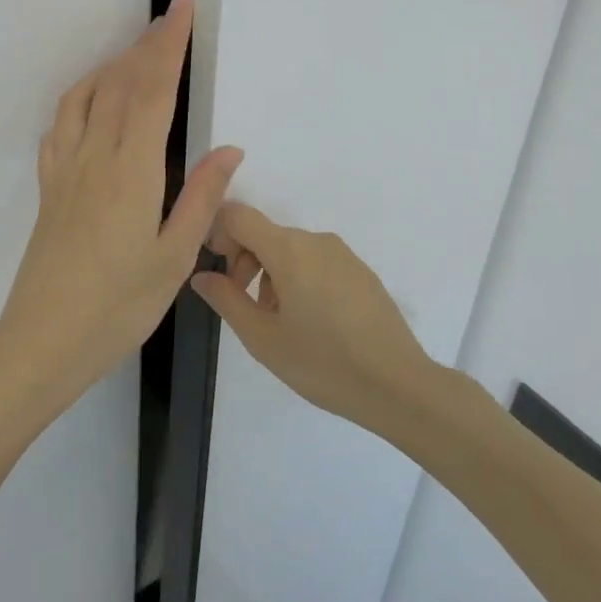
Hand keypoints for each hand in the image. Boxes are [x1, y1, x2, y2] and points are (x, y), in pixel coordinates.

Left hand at [0, 0, 242, 420]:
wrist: (42, 340)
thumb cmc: (118, 307)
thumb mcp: (174, 259)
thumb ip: (201, 199)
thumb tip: (228, 150)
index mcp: (131, 171)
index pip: (152, 90)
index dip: (168, 44)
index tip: (181, 8)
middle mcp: (94, 156)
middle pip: (120, 83)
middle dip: (146, 44)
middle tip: (169, 17)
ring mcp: (64, 169)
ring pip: (86, 96)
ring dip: (112, 64)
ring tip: (136, 51)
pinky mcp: (48, 186)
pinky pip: (62, 123)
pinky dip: (80, 96)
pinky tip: (92, 100)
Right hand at [191, 204, 438, 431]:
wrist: (398, 386)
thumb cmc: (323, 363)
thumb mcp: (262, 338)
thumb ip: (226, 299)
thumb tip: (202, 275)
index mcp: (289, 249)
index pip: (239, 215)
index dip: (218, 233)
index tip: (218, 271)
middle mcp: (316, 241)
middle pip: (265, 234)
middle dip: (244, 262)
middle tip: (245, 307)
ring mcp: (343, 254)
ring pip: (291, 250)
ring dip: (271, 275)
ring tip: (279, 322)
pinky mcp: (361, 272)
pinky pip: (317, 262)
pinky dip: (300, 279)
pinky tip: (310, 323)